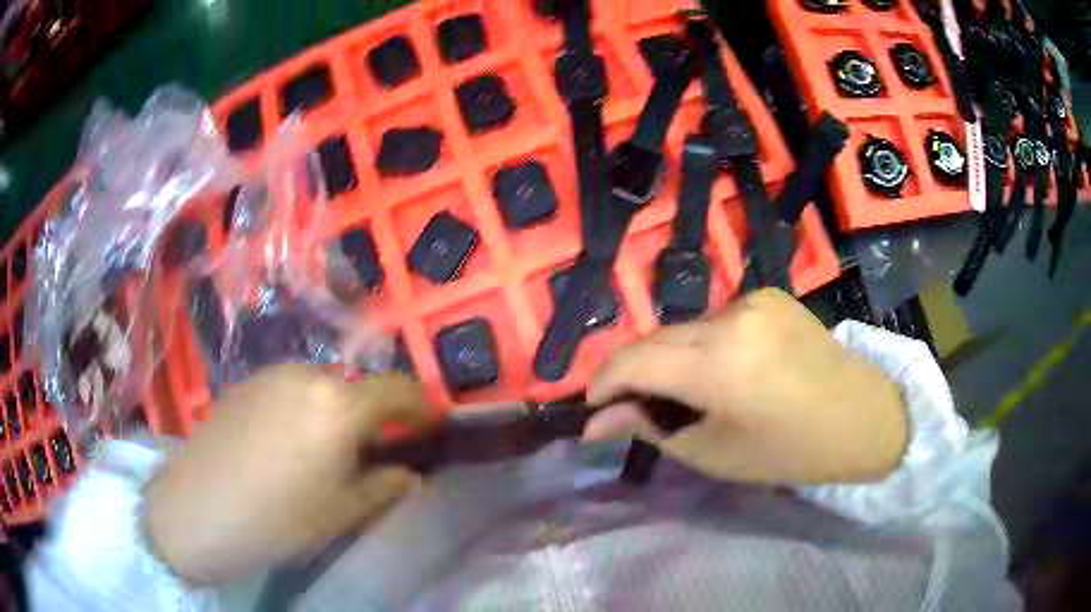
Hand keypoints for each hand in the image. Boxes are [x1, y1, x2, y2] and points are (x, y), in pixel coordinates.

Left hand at [144, 365, 425, 584]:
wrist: (196, 509)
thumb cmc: (276, 519)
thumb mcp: (341, 512)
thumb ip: (383, 486)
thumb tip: (408, 473)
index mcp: (339, 405)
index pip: (399, 389)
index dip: (420, 407)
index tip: (427, 428)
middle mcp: (308, 374)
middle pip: (358, 386)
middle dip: (373, 415)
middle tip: (370, 453)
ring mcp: (272, 373)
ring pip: (323, 385)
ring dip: (337, 411)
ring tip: (324, 452)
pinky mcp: (246, 381)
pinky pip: (291, 387)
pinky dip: (305, 407)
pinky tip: (286, 444)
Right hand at [585, 289, 908, 484]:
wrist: (861, 417)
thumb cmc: (788, 451)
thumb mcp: (714, 452)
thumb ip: (651, 427)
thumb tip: (596, 422)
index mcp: (718, 364)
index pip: (633, 360)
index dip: (603, 382)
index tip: (594, 407)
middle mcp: (731, 317)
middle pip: (655, 338)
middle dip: (634, 372)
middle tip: (634, 407)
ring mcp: (753, 299)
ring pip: (685, 327)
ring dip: (671, 357)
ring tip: (687, 392)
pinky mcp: (769, 294)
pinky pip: (717, 319)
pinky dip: (704, 343)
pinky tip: (725, 369)